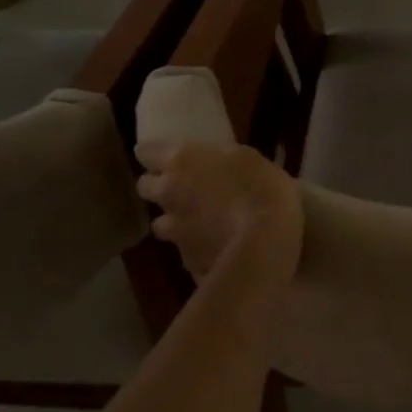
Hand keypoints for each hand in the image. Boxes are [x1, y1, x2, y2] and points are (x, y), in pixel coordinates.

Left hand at [135, 142, 302, 284]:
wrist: (266, 244)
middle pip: (145, 187)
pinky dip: (196, 246)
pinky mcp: (186, 260)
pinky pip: (184, 249)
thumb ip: (223, 160)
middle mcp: (169, 193)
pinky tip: (217, 247)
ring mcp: (174, 230)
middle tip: (181, 187)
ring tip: (198, 222)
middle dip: (158, 186)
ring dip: (175, 220)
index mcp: (183, 161)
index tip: (165, 156)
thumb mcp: (249, 159)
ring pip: (161, 223)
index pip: (146, 151)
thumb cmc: (264, 189)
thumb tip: (217, 163)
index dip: (153, 154)